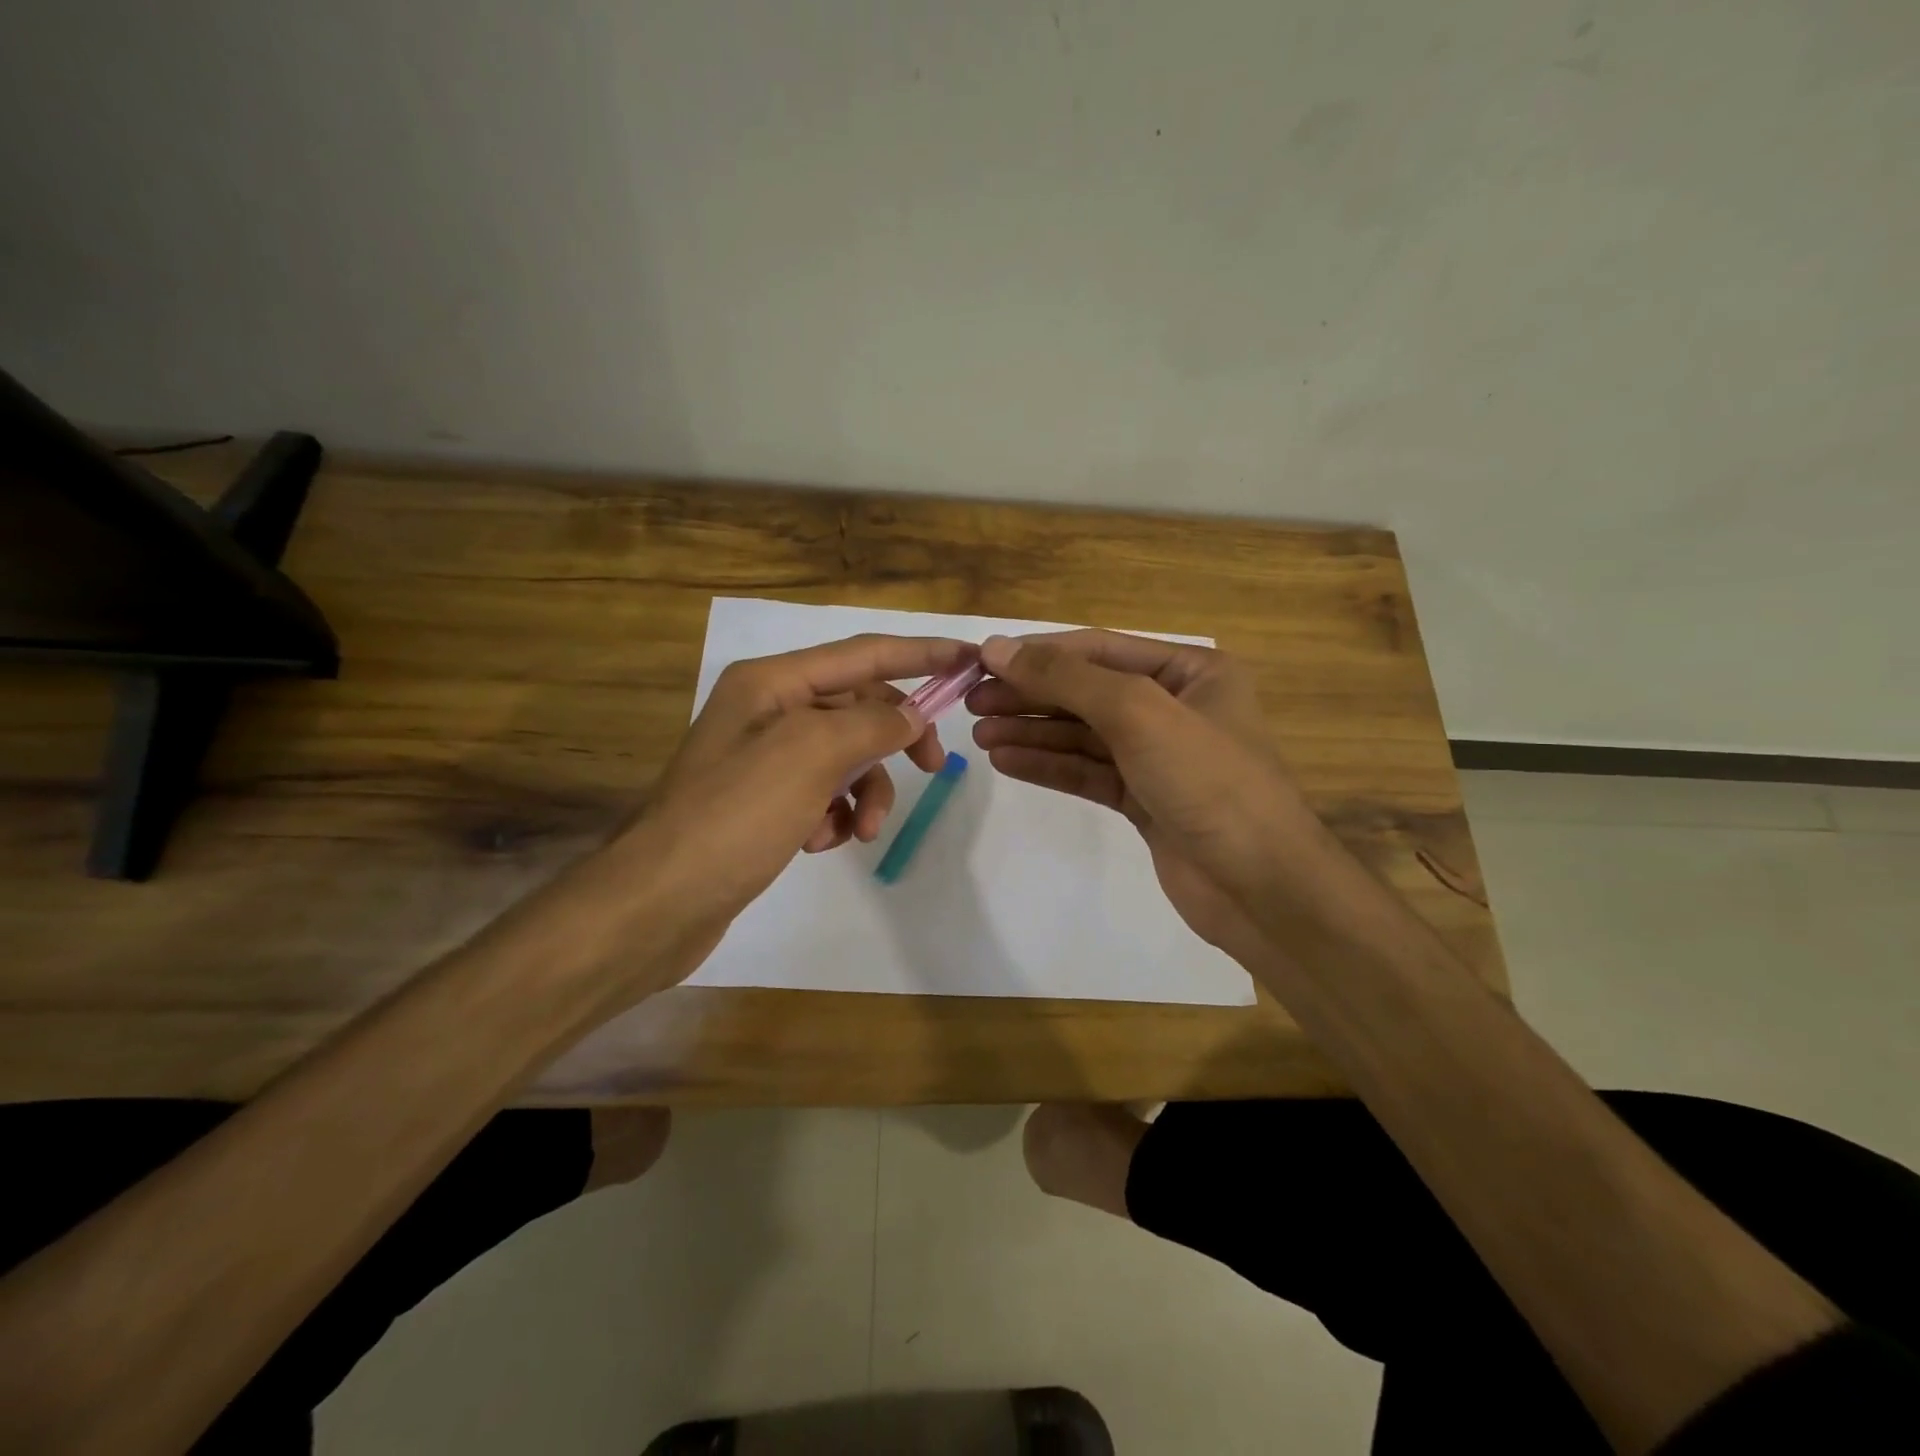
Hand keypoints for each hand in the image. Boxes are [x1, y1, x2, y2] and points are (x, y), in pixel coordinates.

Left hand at [630, 633, 969, 965]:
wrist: (659, 902)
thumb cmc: (735, 816)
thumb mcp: (810, 756)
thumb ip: (871, 724)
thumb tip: (910, 716)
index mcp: (772, 682)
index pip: (863, 653)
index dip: (921, 653)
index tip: (969, 659)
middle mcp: (767, 710)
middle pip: (857, 706)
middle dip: (893, 739)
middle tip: (932, 768)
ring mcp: (763, 758)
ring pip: (845, 756)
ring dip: (864, 791)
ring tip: (861, 831)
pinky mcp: (763, 802)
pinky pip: (822, 792)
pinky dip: (834, 815)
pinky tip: (821, 843)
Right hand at [967, 631, 1330, 962]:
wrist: (1261, 887)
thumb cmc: (1208, 781)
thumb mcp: (1138, 713)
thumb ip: (1066, 678)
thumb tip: (996, 647)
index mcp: (1191, 670)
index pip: (1099, 649)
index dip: (1038, 653)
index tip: (981, 661)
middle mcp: (1175, 706)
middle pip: (1087, 692)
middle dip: (1030, 695)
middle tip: (971, 702)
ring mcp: (1158, 756)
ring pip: (1082, 735)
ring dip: (1032, 732)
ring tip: (980, 733)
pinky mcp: (1144, 799)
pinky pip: (1087, 772)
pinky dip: (1049, 765)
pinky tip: (1007, 761)